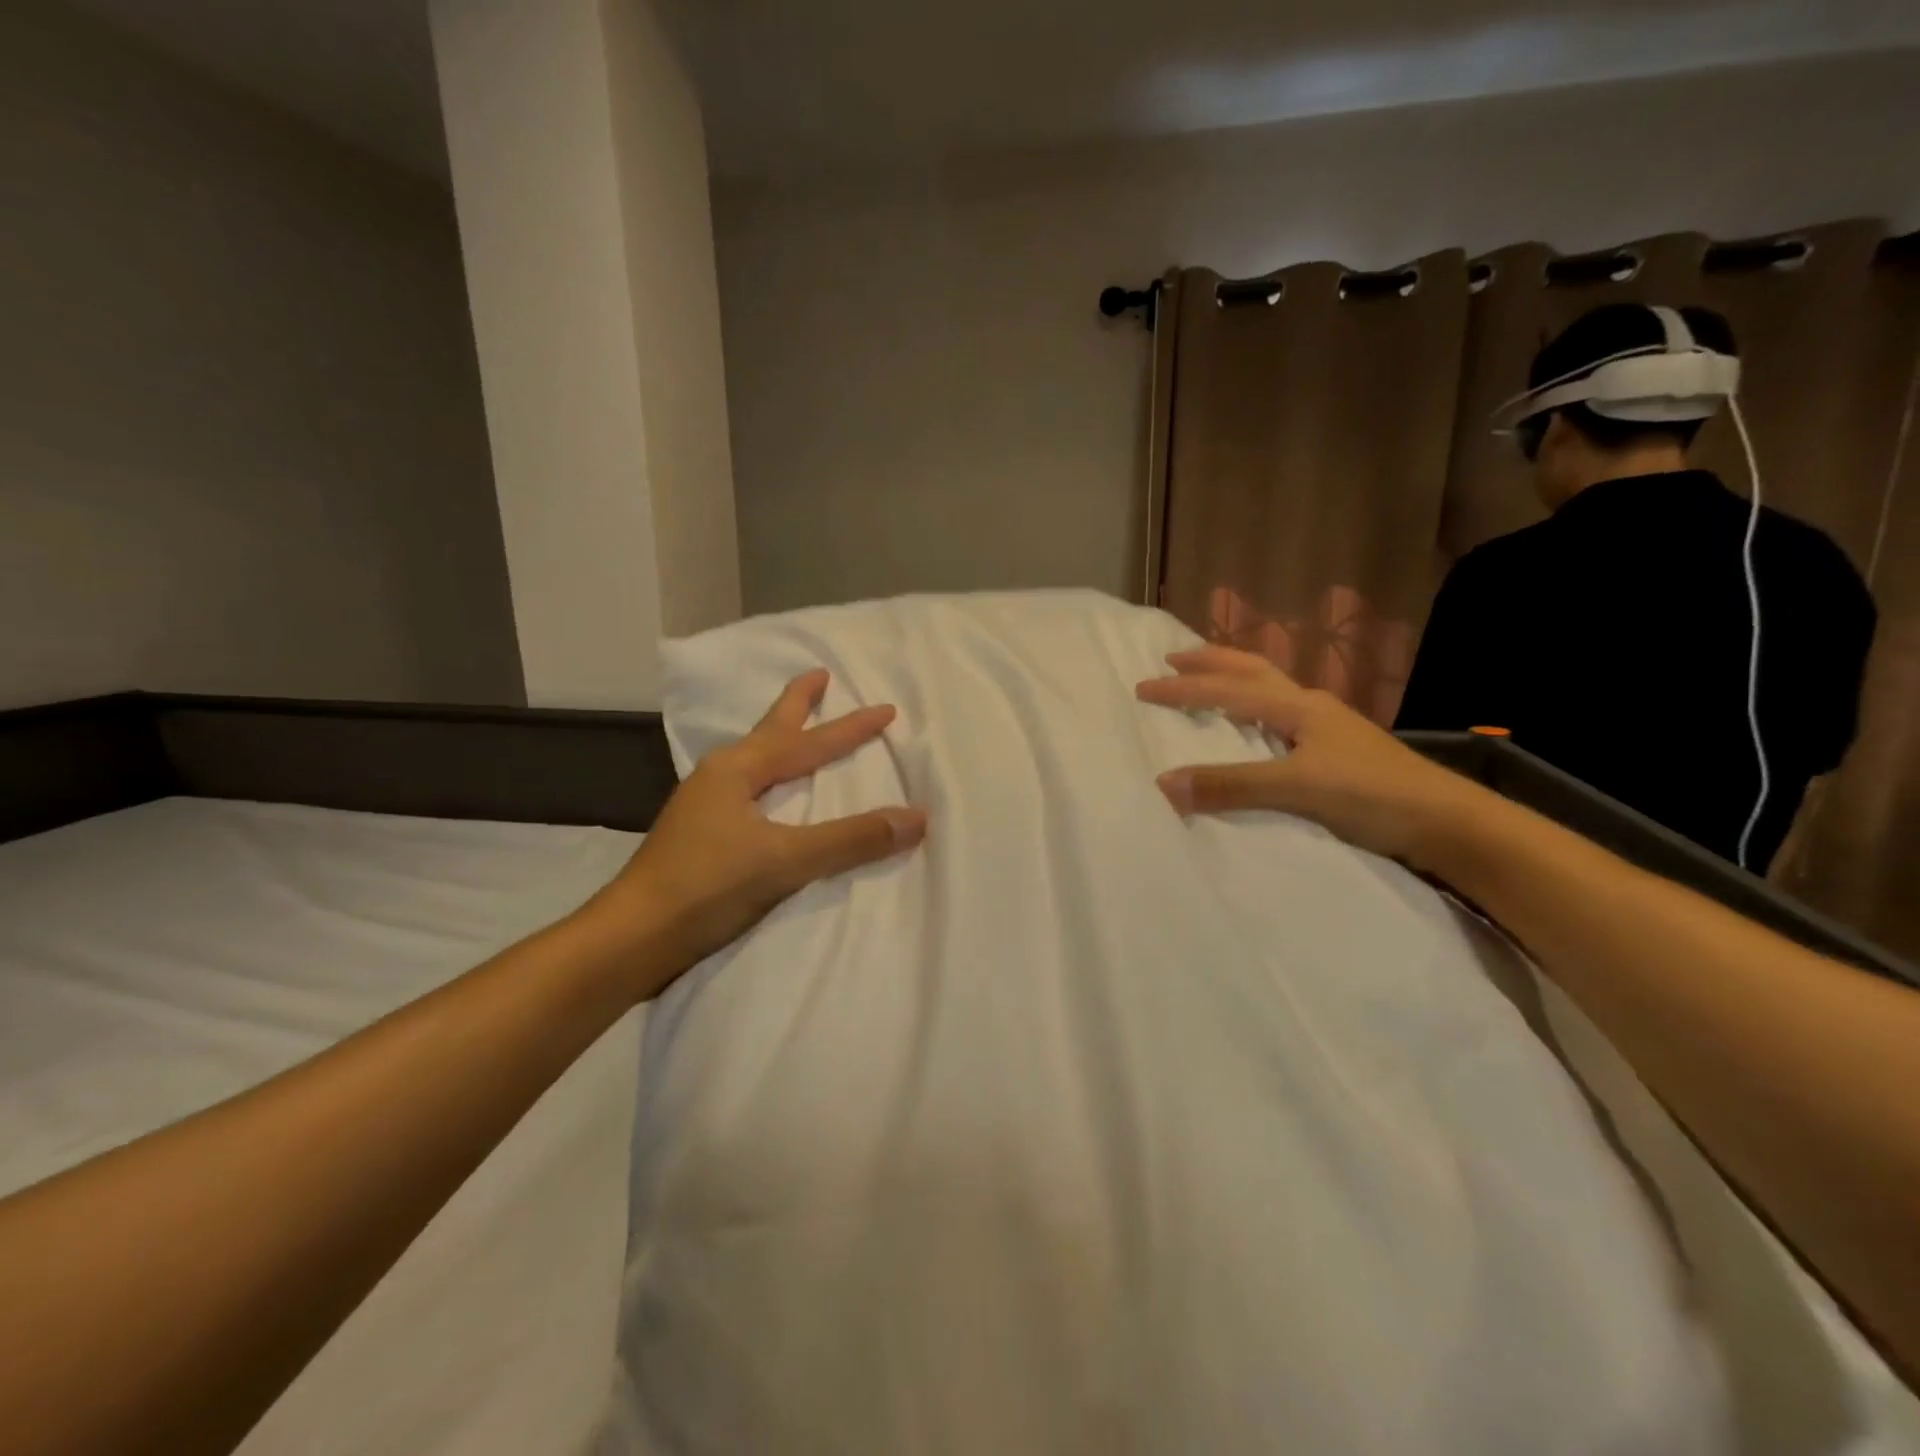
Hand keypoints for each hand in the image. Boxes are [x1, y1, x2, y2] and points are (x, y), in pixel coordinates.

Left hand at [595, 670, 926, 994]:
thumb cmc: (706, 886)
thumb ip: (850, 838)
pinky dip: (770, 779)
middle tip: (819, 677)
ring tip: (798, 732)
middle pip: (769, 731)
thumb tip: (916, 817)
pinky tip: (770, 795)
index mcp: (737, 770)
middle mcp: (720, 778)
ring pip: (755, 761)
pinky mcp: (701, 837)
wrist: (632, 939)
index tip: (887, 709)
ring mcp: (706, 807)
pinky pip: (747, 791)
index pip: (808, 742)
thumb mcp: (784, 860)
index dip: (851, 727)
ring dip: (781, 741)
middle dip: (797, 705)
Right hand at [1135, 645, 1483, 868]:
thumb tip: (1163, 782)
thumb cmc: (1372, 795)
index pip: (1228, 690)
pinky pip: (1281, 715)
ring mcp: (1327, 727)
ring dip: (1235, 679)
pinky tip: (1254, 727)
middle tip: (1174, 658)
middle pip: (1253, 670)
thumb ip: (1231, 785)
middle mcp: (1310, 706)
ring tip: (1209, 682)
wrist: (1446, 822)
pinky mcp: (1337, 750)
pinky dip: (1255, 709)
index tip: (1142, 687)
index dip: (1184, 689)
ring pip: (1270, 689)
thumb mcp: (1297, 788)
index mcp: (1298, 706)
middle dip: (1211, 662)